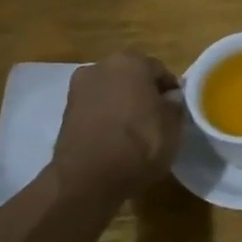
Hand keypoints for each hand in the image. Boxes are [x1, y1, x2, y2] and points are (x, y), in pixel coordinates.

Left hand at [52, 53, 182, 197]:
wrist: (88, 179)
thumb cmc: (139, 144)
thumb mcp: (173, 126)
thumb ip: (175, 105)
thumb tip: (170, 98)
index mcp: (131, 62)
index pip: (160, 70)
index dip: (170, 90)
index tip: (177, 109)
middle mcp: (101, 67)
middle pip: (131, 77)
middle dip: (143, 93)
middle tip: (156, 118)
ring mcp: (79, 89)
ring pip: (111, 92)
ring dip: (122, 104)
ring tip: (134, 130)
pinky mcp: (65, 113)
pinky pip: (95, 109)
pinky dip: (105, 118)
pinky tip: (115, 138)